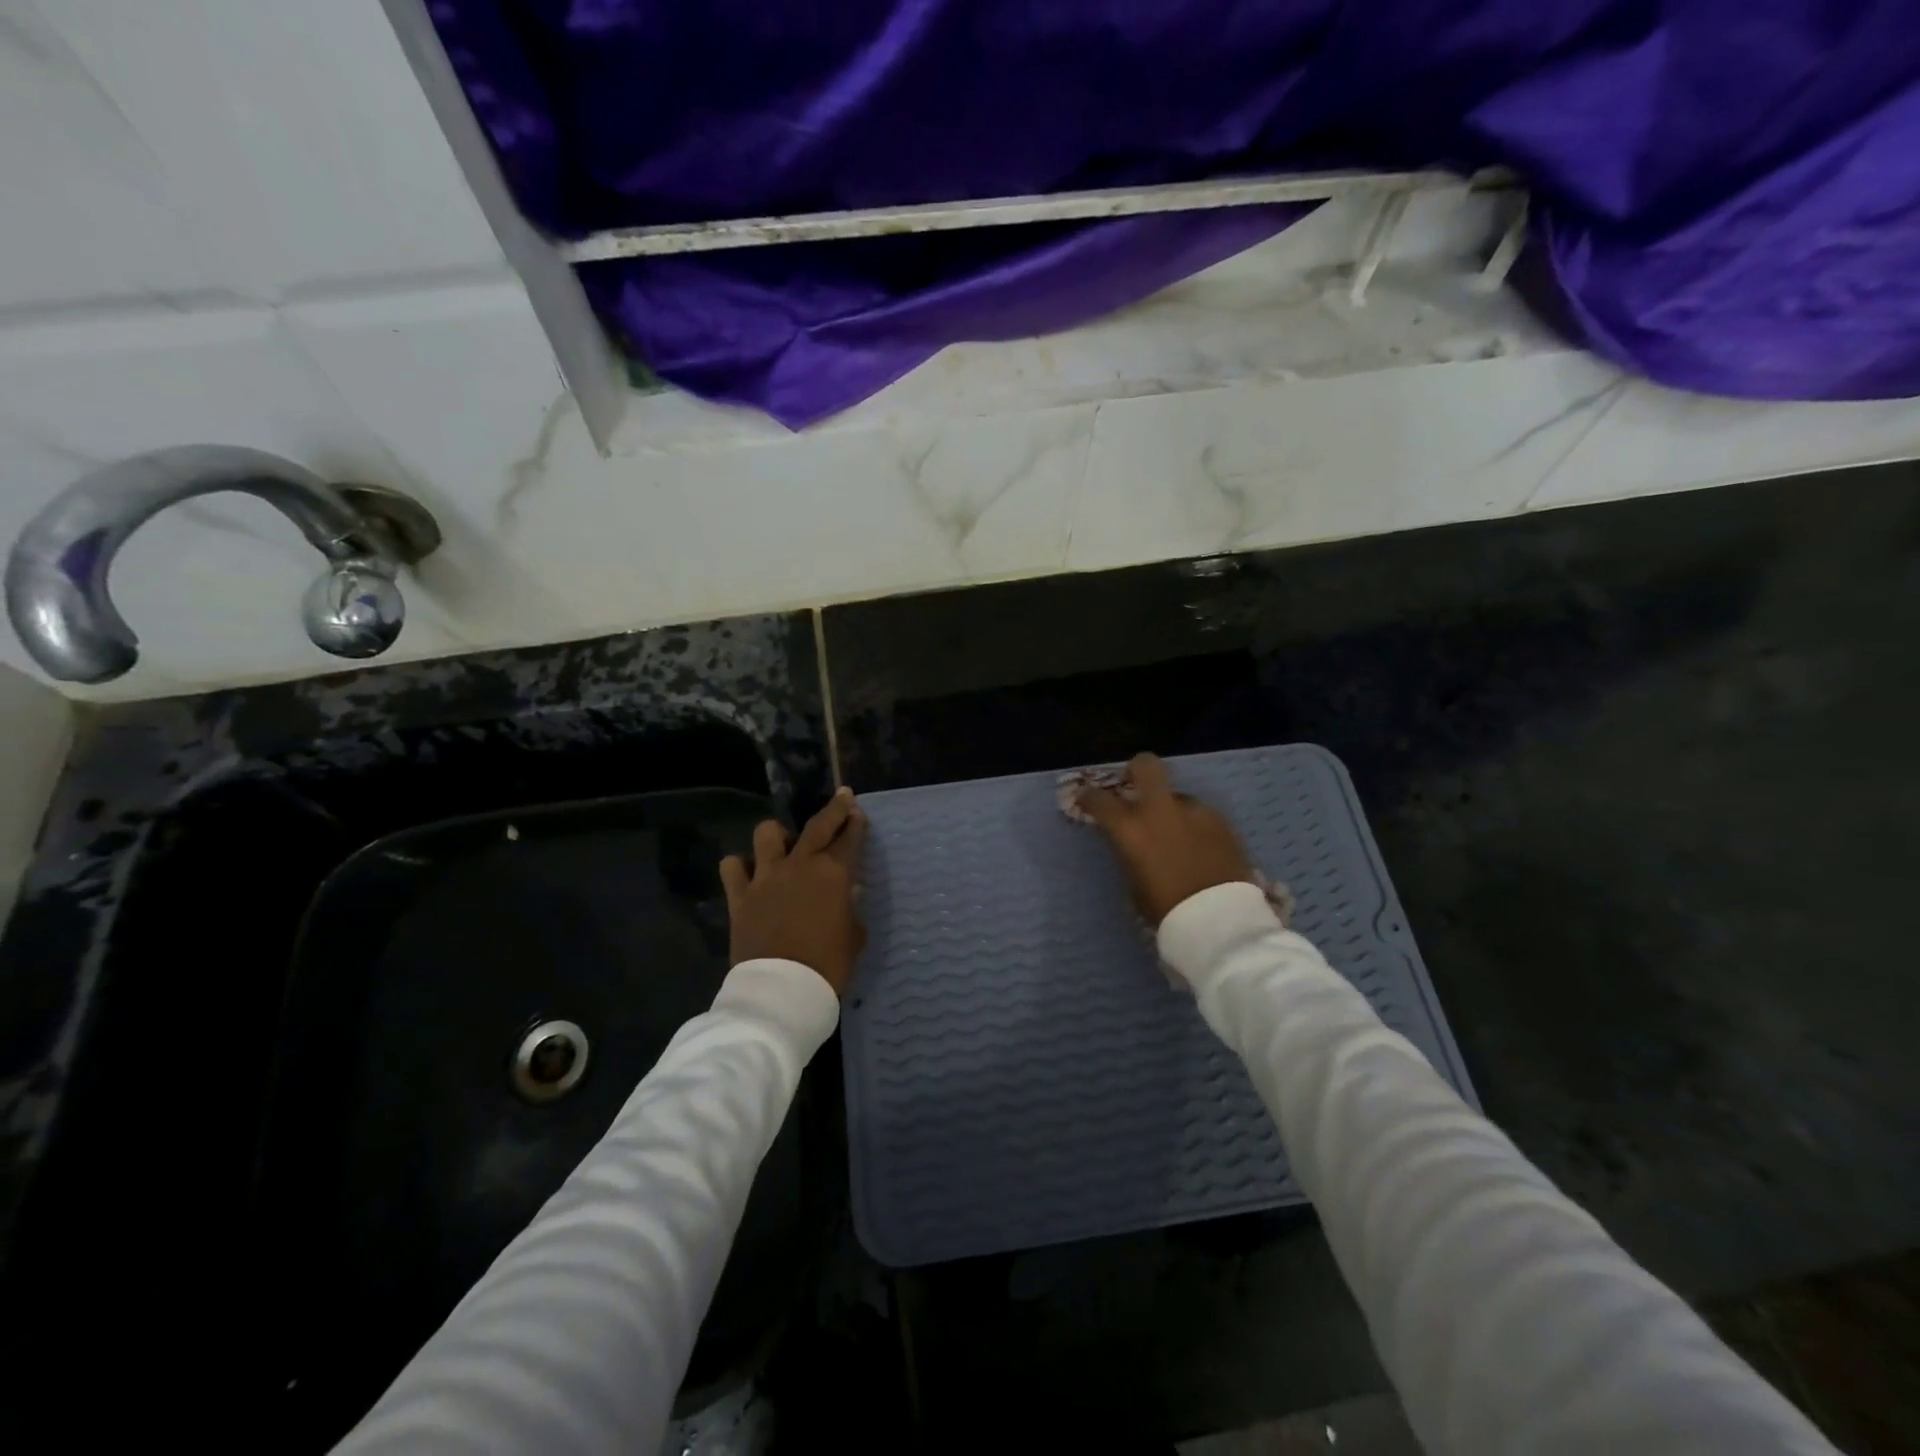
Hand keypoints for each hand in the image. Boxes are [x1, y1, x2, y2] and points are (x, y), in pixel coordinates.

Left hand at [720, 787, 868, 994]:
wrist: (782, 989)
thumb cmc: (828, 964)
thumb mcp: (854, 936)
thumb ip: (850, 908)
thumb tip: (846, 893)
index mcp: (833, 873)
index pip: (849, 839)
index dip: (856, 824)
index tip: (858, 812)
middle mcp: (799, 865)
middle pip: (818, 825)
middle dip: (834, 809)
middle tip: (842, 798)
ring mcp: (766, 877)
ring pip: (767, 834)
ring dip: (778, 835)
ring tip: (783, 845)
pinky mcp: (740, 895)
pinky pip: (732, 867)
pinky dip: (740, 867)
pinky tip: (748, 874)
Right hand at [1076, 752, 1254, 925]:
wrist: (1219, 920)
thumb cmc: (1166, 910)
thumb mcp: (1133, 882)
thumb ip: (1129, 851)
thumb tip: (1131, 840)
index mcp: (1131, 828)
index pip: (1099, 799)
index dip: (1088, 798)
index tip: (1086, 801)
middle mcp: (1161, 810)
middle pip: (1146, 766)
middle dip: (1136, 770)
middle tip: (1134, 784)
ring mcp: (1195, 812)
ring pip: (1177, 796)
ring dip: (1171, 809)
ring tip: (1176, 836)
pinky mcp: (1222, 822)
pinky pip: (1200, 815)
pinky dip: (1193, 825)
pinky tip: (1198, 848)